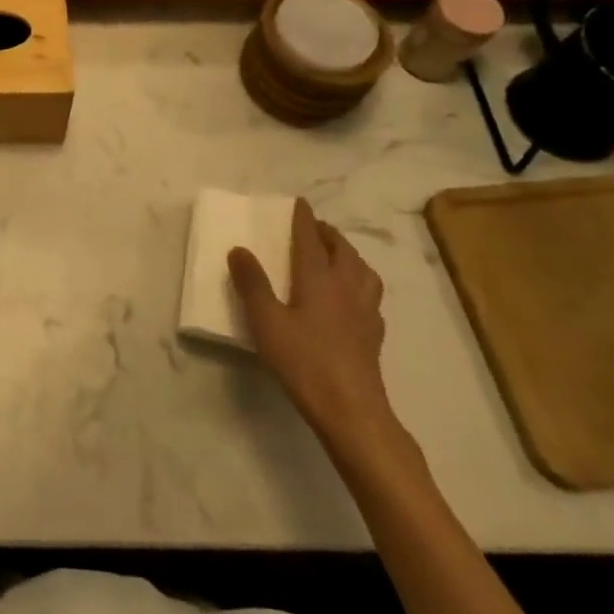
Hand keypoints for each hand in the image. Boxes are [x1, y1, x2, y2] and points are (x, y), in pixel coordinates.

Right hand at [230, 198, 397, 447]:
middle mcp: (346, 287)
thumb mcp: (266, 321)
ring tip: (337, 256)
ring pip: (363, 271)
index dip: (304, 219)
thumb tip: (239, 249)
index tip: (299, 203)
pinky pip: (370, 295)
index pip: (311, 239)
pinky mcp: (373, 334)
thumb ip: (252, 284)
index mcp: (319, 278)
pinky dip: (360, 283)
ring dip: (349, 255)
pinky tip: (352, 297)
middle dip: (328, 234)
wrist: (351, 410)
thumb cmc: (304, 361)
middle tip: (314, 229)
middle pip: (342, 250)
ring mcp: (365, 311)